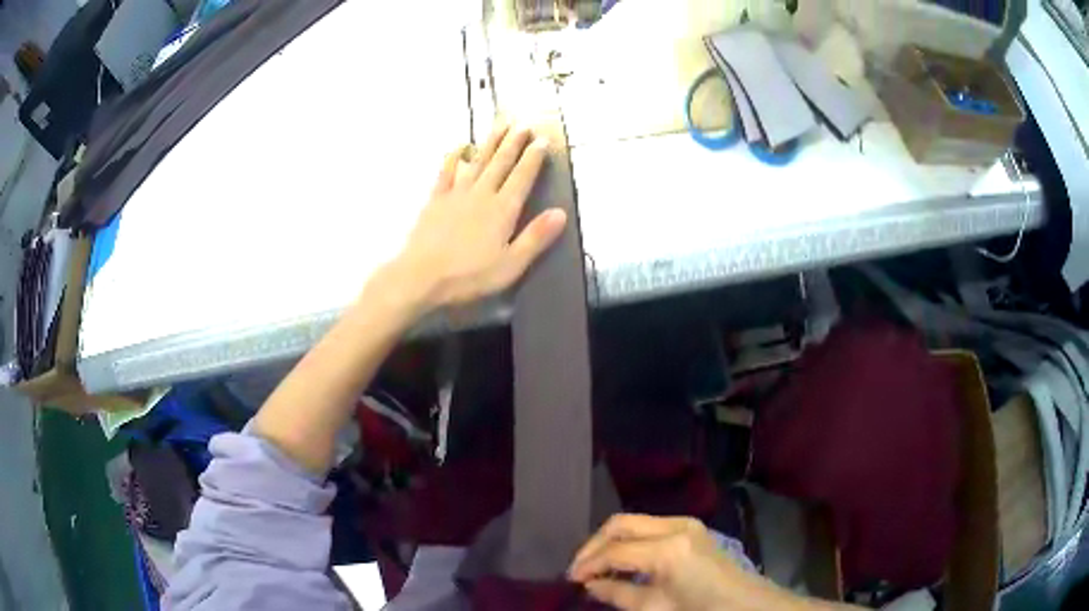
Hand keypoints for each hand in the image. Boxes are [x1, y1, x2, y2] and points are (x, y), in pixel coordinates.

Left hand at [394, 121, 566, 312]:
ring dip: (490, 142)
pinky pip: (447, 172)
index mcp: (503, 210)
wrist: (421, 276)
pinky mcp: (436, 200)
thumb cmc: (469, 276)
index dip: (533, 158)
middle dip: (514, 142)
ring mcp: (456, 194)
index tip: (542, 140)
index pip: (522, 177)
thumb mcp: (510, 264)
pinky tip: (459, 147)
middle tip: (524, 124)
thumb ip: (535, 237)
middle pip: (501, 162)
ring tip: (501, 125)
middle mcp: (482, 194)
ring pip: (478, 161)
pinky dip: (454, 158)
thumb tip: (561, 213)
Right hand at [569, 515, 750, 610]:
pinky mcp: (692, 528)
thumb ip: (618, 594)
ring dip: (612, 541)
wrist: (748, 606)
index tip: (570, 580)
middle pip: (621, 524)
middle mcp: (676, 526)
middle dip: (595, 545)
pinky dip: (630, 541)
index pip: (615, 551)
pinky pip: (650, 528)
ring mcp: (686, 523)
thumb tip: (590, 585)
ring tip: (596, 567)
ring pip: (634, 522)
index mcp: (668, 549)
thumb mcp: (656, 609)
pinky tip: (622, 562)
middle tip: (579, 569)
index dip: (588, 564)